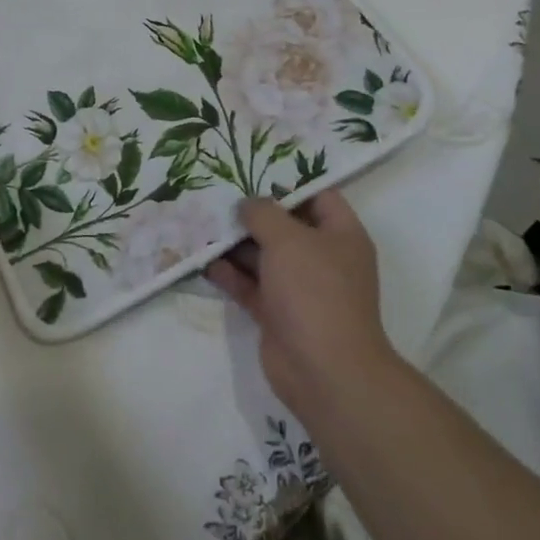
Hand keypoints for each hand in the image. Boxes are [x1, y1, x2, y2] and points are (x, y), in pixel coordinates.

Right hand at [206, 190, 398, 416]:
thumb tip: (247, 204)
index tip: (251, 167)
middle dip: (251, 211)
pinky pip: (249, 284)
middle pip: (284, 225)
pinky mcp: (277, 313)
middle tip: (215, 190)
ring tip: (199, 219)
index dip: (287, 180)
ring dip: (233, 242)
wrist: (324, 372)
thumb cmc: (314, 291)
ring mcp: (299, 288)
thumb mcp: (288, 239)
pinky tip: (201, 258)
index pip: (317, 195)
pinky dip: (228, 273)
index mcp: (340, 235)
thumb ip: (263, 213)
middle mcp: (322, 258)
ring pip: (262, 255)